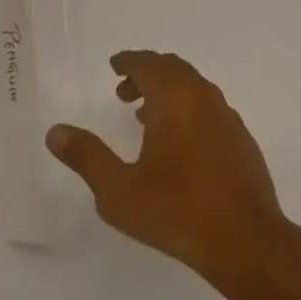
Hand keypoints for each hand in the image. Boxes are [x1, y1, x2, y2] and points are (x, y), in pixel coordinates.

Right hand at [47, 51, 289, 286]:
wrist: (245, 238)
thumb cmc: (176, 210)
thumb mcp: (119, 191)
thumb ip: (87, 157)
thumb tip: (55, 131)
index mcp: (175, 98)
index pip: (149, 63)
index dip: (129, 61)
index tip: (114, 65)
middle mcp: (203, 96)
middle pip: (173, 69)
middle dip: (147, 74)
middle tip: (123, 91)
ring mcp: (226, 115)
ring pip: (193, 87)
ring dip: (167, 92)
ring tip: (144, 118)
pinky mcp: (240, 137)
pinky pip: (208, 107)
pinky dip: (188, 109)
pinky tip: (179, 143)